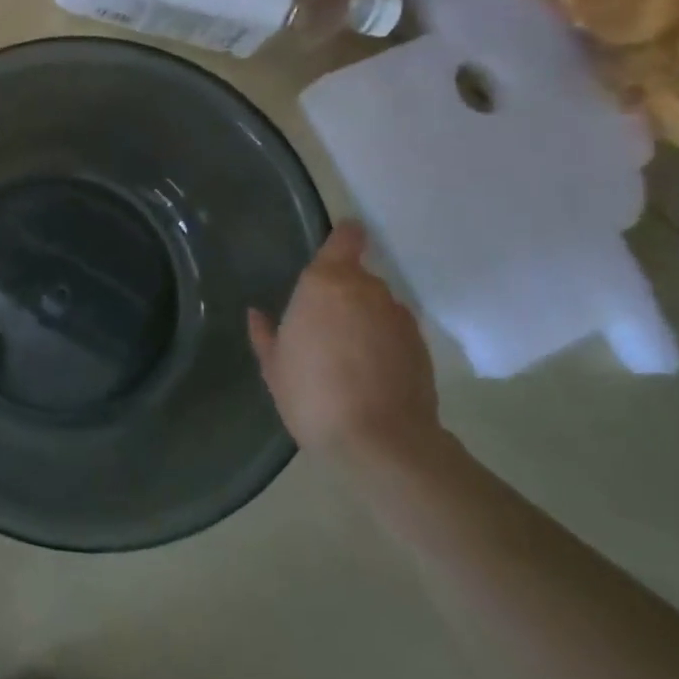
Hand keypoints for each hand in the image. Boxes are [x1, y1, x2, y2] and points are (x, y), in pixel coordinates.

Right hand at [248, 223, 448, 470]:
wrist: (379, 440)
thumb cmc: (312, 394)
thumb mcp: (274, 366)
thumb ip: (265, 334)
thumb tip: (257, 314)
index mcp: (326, 283)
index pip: (346, 238)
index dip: (343, 237)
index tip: (335, 246)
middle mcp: (367, 290)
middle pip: (357, 276)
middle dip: (342, 293)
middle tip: (322, 325)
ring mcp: (398, 316)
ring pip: (376, 305)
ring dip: (363, 319)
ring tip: (346, 354)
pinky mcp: (421, 344)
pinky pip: (393, 331)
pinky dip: (382, 342)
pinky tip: (368, 372)